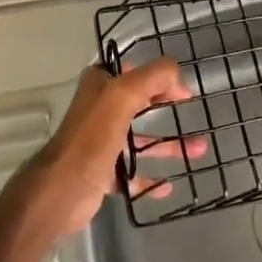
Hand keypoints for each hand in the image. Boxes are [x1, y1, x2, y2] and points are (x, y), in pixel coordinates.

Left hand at [9, 59, 198, 240]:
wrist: (62, 190)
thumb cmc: (92, 138)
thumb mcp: (124, 95)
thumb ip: (153, 77)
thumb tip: (180, 81)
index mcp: (99, 87)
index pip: (132, 71)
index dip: (157, 76)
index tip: (182, 89)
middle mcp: (98, 111)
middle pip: (138, 104)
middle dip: (166, 108)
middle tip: (192, 113)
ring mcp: (100, 143)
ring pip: (139, 140)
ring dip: (167, 145)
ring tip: (198, 150)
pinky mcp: (102, 173)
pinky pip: (132, 174)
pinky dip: (150, 178)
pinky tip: (168, 185)